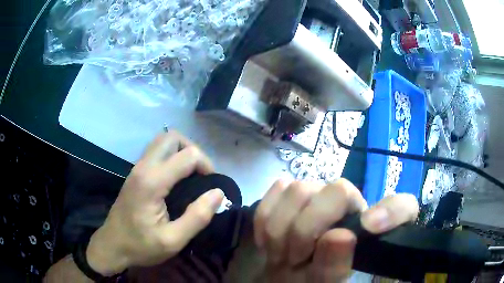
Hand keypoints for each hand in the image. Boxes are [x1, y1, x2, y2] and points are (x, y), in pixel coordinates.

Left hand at [86, 131, 224, 275]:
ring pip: (163, 141)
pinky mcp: (135, 173)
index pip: (187, 156)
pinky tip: (177, 179)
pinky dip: (172, 156)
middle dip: (192, 150)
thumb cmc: (141, 246)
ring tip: (191, 175)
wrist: (112, 245)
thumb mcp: (173, 240)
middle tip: (202, 175)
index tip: (212, 187)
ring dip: (181, 151)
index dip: (206, 165)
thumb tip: (218, 193)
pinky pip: (156, 152)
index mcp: (152, 182)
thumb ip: (197, 217)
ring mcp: (137, 168)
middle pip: (172, 137)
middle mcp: (143, 167)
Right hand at [254, 179, 418, 281]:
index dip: (391, 212)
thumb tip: (338, 236)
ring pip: (299, 188)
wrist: (285, 273)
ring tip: (282, 253)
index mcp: (371, 226)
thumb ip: (334, 267)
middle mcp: (351, 203)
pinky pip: (276, 189)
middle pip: (337, 190)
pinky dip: (266, 218)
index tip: (369, 228)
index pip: (403, 206)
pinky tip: (269, 240)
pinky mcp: (292, 190)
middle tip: (296, 257)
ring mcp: (320, 193)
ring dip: (281, 229)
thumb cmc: (310, 281)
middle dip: (307, 229)